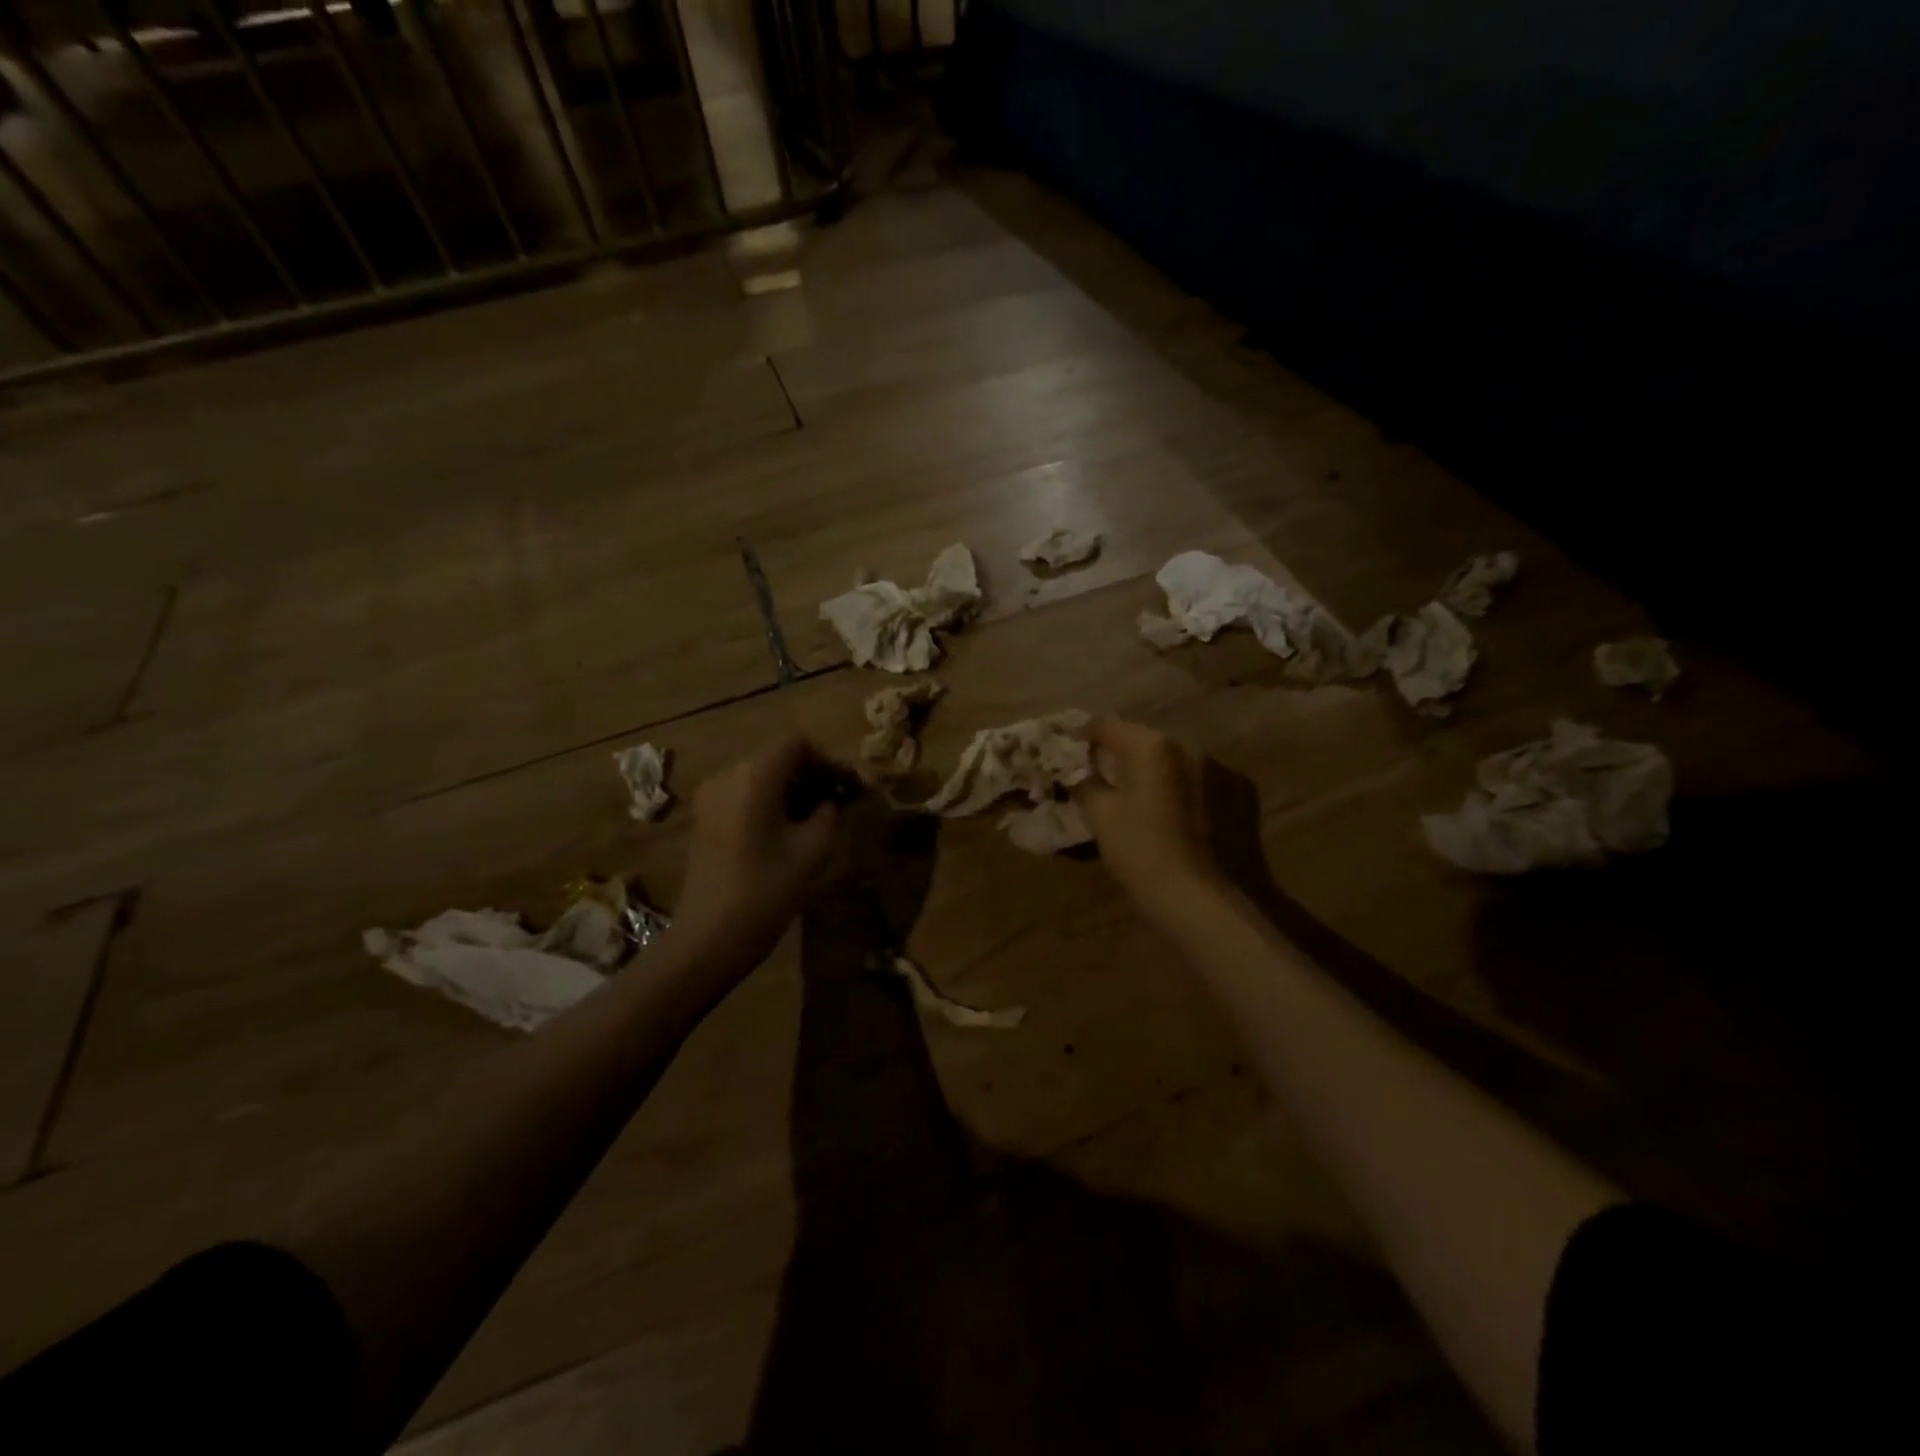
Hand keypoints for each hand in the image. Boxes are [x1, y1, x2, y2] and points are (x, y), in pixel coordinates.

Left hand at [673, 737, 841, 968]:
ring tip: (812, 818)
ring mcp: (710, 795)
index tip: (844, 787)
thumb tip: (831, 800)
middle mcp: (727, 774)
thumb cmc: (766, 891)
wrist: (709, 937)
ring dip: (788, 787)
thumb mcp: (813, 850)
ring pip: (758, 774)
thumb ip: (828, 813)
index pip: (796, 743)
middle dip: (808, 773)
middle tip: (834, 802)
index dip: (825, 759)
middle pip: (776, 756)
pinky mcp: (703, 816)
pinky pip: (741, 792)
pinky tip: (783, 830)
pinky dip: (766, 800)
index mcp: (755, 776)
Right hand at [1074, 718, 1223, 917]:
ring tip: (1099, 780)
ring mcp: (1194, 769)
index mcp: (1149, 745)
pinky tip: (1127, 797)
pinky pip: (1164, 773)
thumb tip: (1075, 772)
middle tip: (1077, 765)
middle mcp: (1176, 747)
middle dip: (1104, 748)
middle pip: (1130, 736)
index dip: (1079, 735)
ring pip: (1149, 755)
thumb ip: (1083, 782)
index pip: (1105, 726)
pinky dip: (1143, 778)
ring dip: (1124, 763)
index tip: (1060, 750)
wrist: (1188, 890)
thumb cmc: (1137, 845)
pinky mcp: (1202, 792)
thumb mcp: (1098, 811)